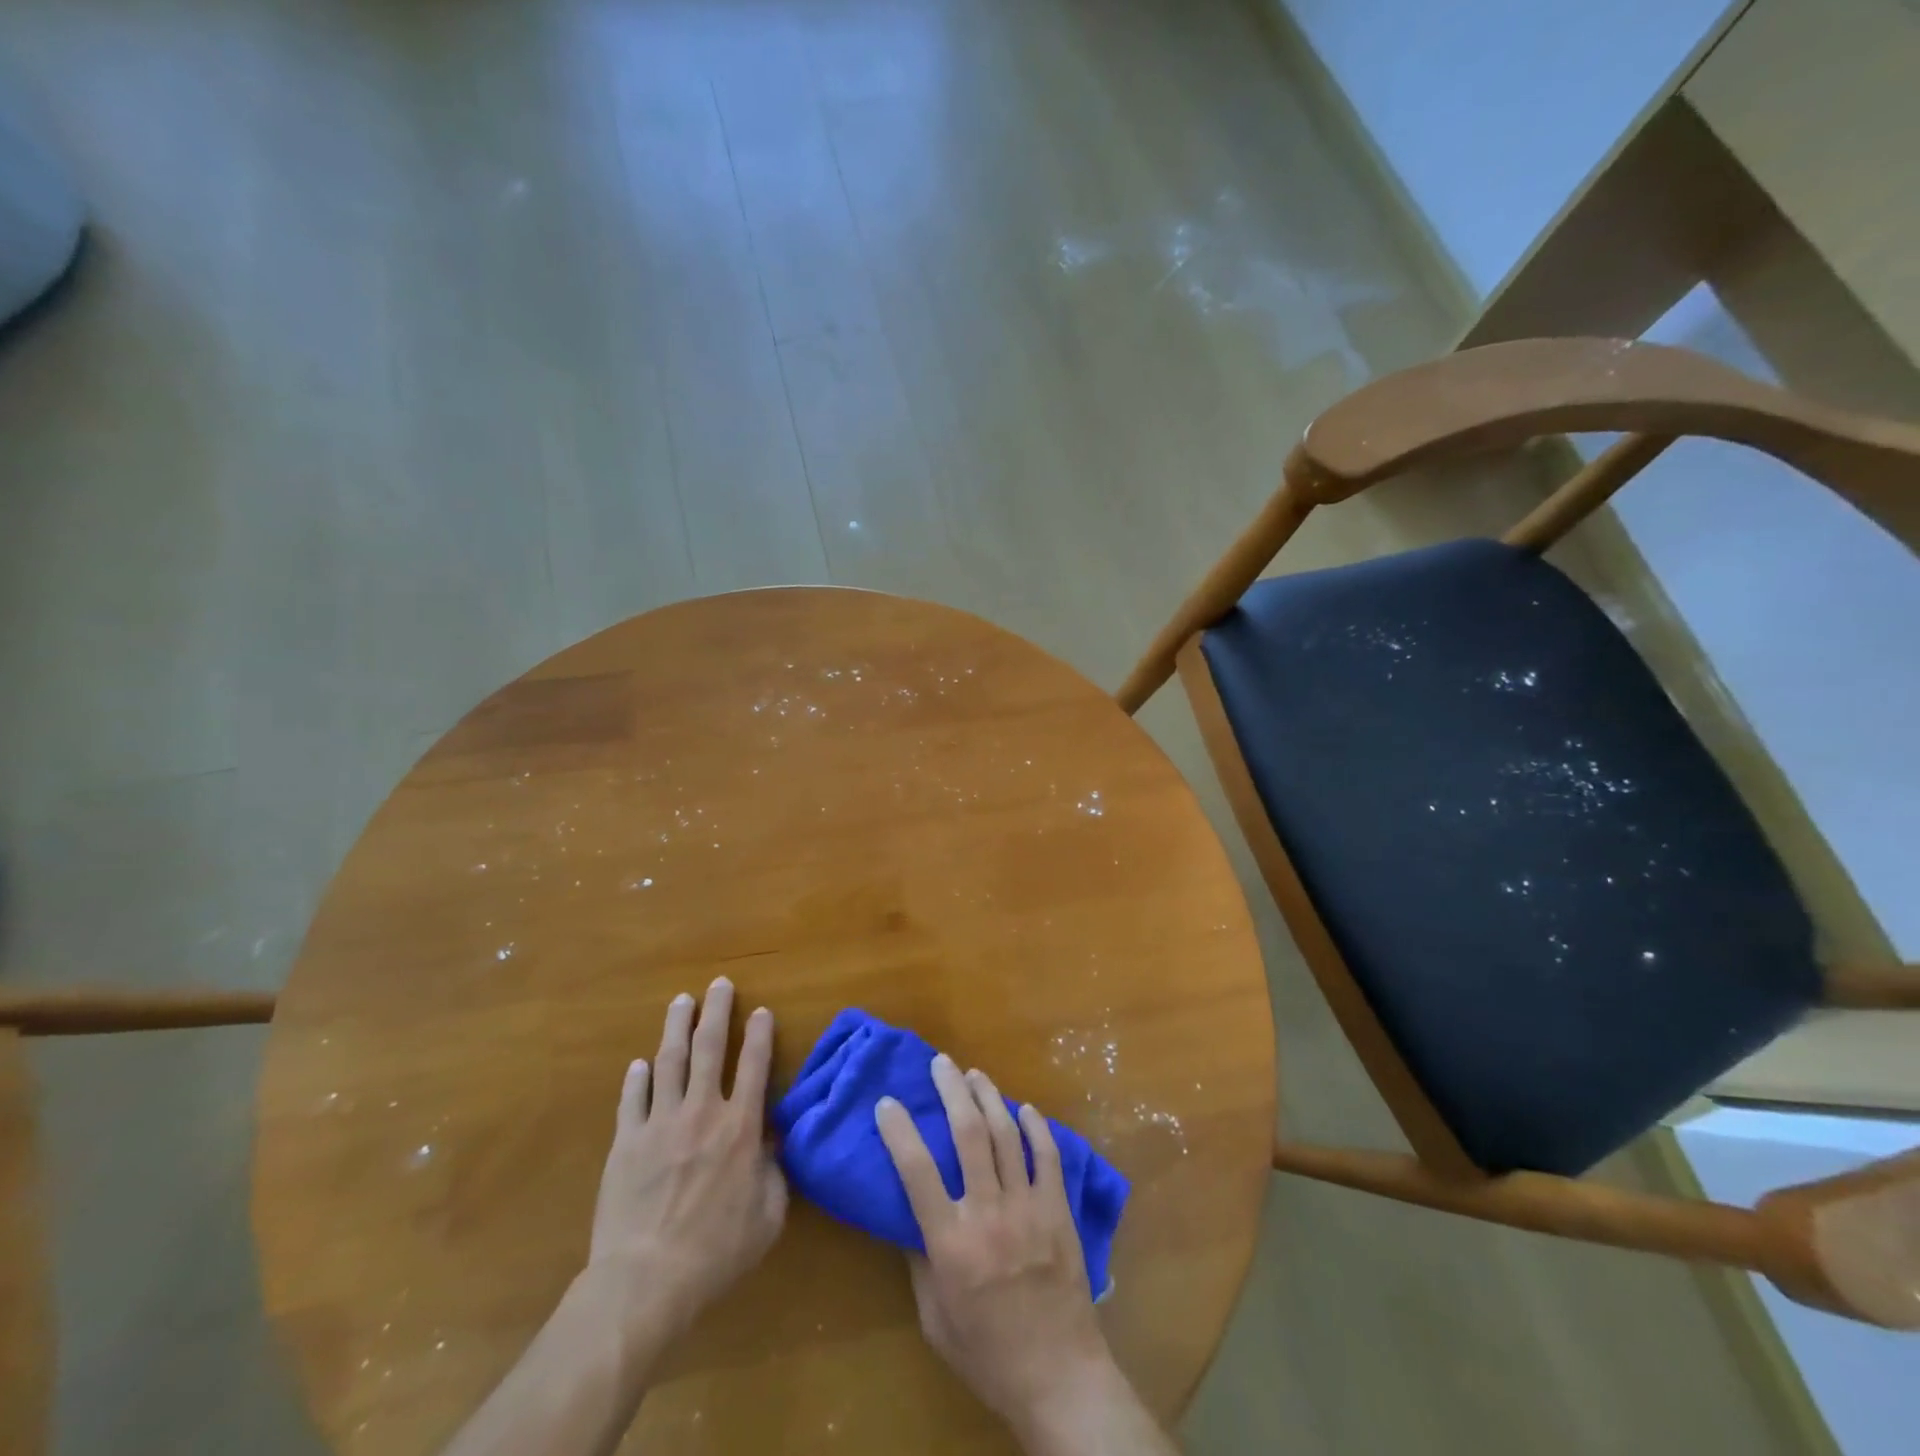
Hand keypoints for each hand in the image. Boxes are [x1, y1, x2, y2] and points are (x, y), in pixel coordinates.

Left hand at [588, 977, 786, 1329]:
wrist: (646, 1281)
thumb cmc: (716, 1252)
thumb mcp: (768, 1217)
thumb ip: (775, 1173)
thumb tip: (773, 1143)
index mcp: (740, 1127)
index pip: (754, 1065)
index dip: (759, 1033)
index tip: (760, 1010)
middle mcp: (702, 1112)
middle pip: (710, 1048)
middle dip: (717, 1011)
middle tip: (719, 984)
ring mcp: (660, 1123)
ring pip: (670, 1061)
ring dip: (677, 1027)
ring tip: (682, 1001)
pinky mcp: (626, 1142)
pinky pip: (632, 1099)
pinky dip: (637, 1078)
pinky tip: (640, 1063)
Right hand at [876, 1055, 1120, 1441]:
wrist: (1058, 1375)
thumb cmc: (986, 1352)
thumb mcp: (935, 1317)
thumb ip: (919, 1261)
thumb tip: (907, 1214)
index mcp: (950, 1243)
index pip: (916, 1171)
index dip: (899, 1131)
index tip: (887, 1102)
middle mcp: (988, 1213)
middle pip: (968, 1134)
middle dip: (951, 1091)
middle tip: (940, 1063)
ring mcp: (1027, 1207)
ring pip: (1006, 1134)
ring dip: (989, 1097)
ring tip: (975, 1075)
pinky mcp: (1058, 1210)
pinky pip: (1047, 1156)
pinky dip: (1035, 1127)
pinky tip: (1024, 1109)